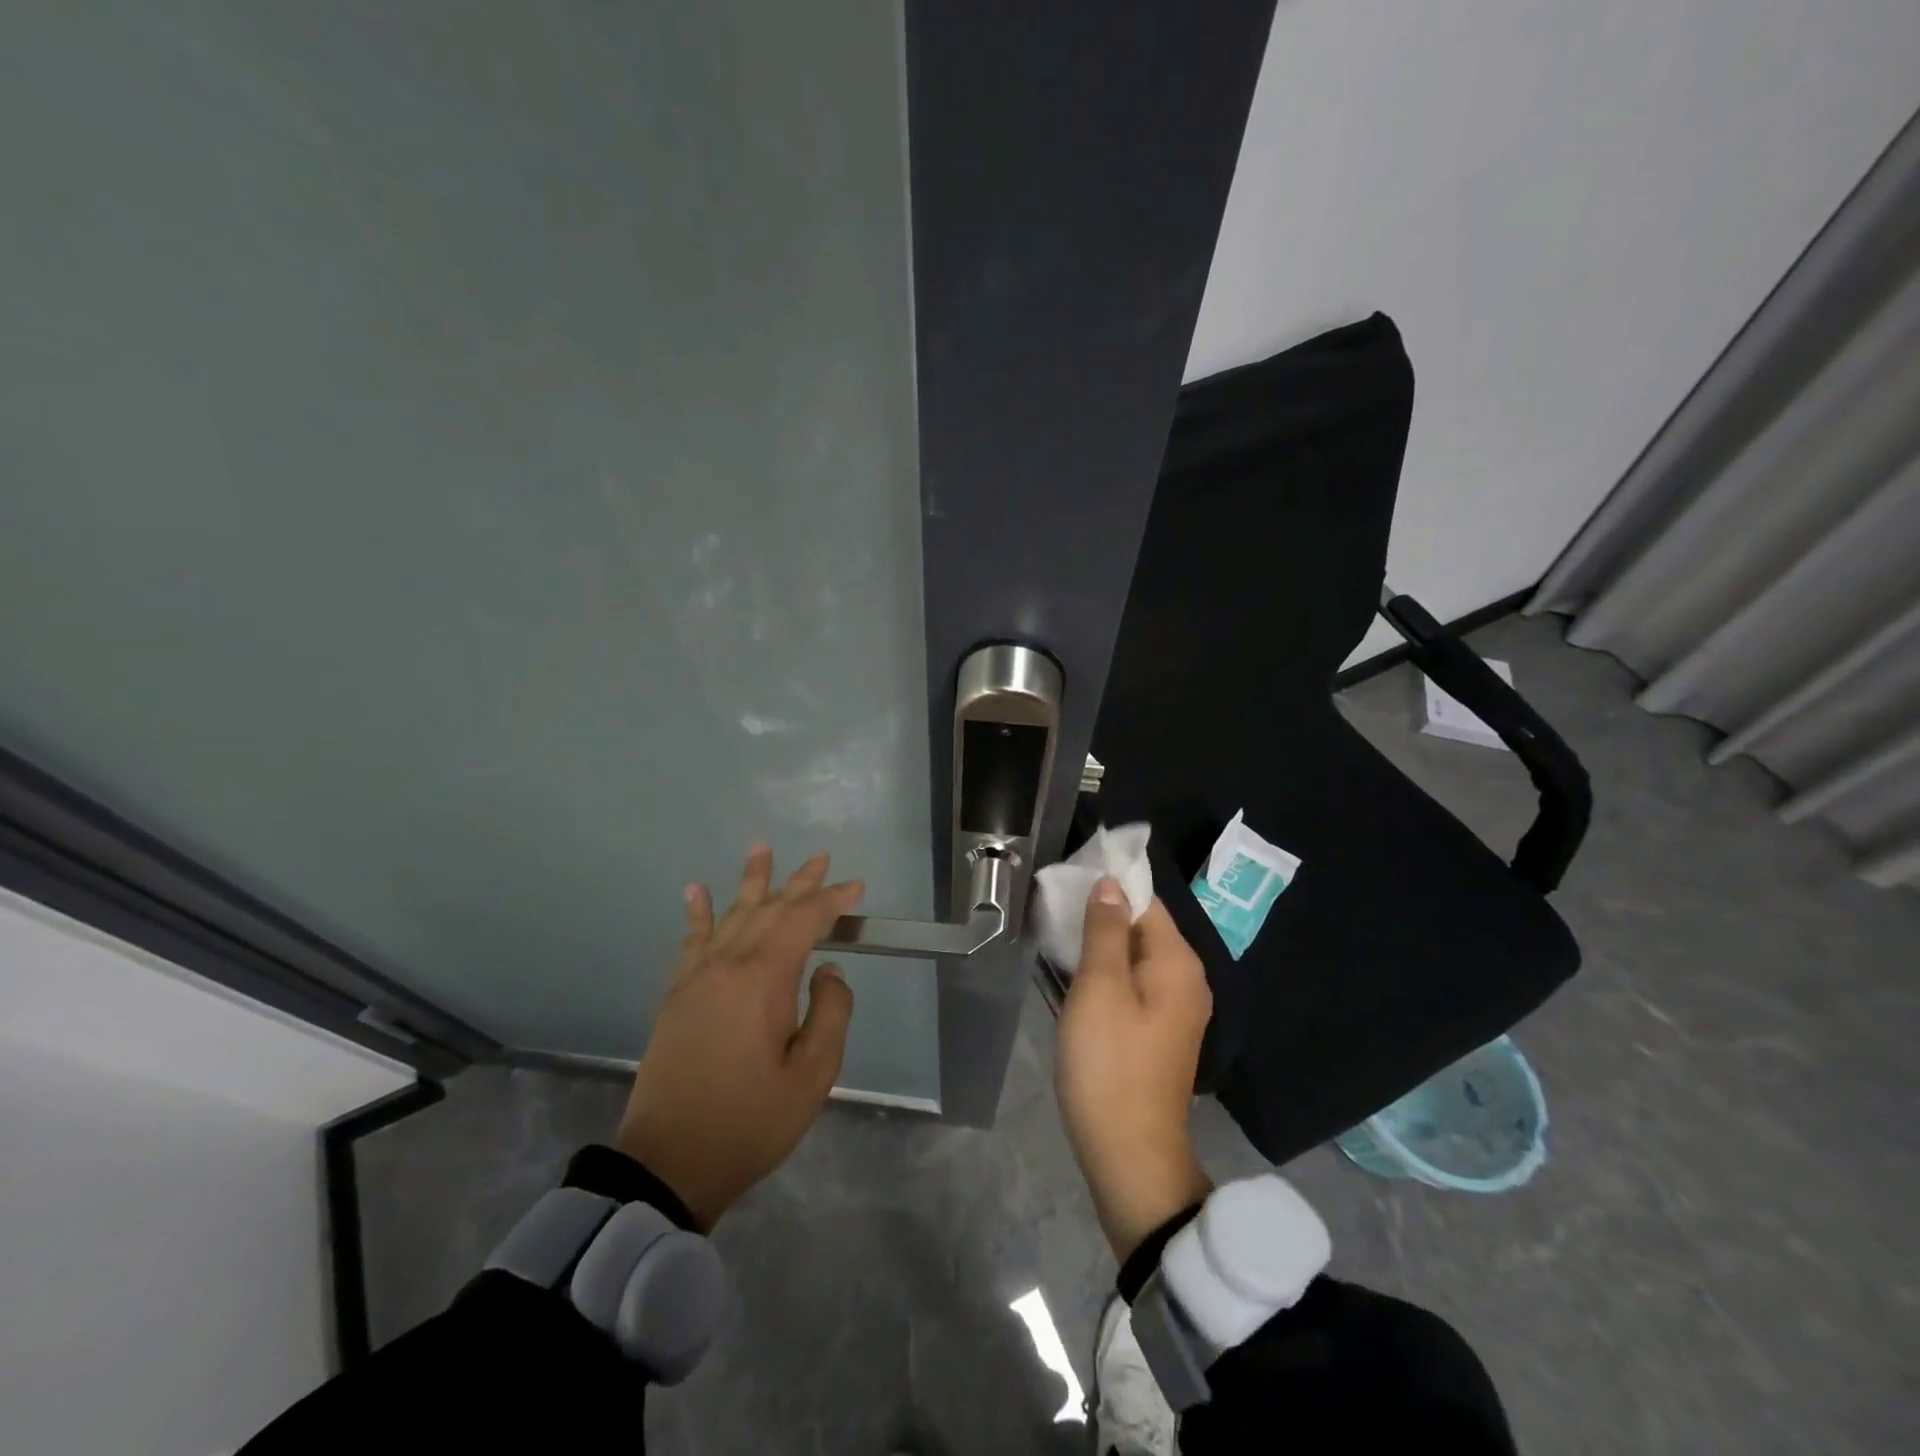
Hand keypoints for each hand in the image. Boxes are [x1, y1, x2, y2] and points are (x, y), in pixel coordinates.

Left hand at [614, 846, 861, 1229]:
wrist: (668, 1162)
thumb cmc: (749, 1122)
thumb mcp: (811, 1076)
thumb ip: (830, 1013)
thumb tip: (828, 972)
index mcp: (763, 980)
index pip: (803, 921)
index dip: (831, 900)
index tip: (856, 888)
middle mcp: (728, 964)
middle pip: (769, 909)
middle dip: (799, 882)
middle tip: (821, 857)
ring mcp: (697, 977)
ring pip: (731, 915)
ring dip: (751, 882)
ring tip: (761, 848)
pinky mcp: (678, 995)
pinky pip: (691, 940)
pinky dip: (697, 912)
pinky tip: (696, 890)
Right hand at [1055, 879, 1213, 1261]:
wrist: (1130, 1157)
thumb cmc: (1110, 1065)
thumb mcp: (1100, 988)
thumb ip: (1105, 930)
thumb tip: (1111, 884)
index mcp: (1178, 963)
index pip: (1146, 902)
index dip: (1109, 887)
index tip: (1067, 882)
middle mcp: (1187, 981)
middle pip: (1143, 929)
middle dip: (1101, 916)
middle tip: (1054, 912)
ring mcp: (1176, 1011)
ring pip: (1135, 959)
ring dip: (1100, 947)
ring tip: (1058, 940)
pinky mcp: (1160, 1035)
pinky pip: (1134, 986)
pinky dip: (1107, 976)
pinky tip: (1076, 981)